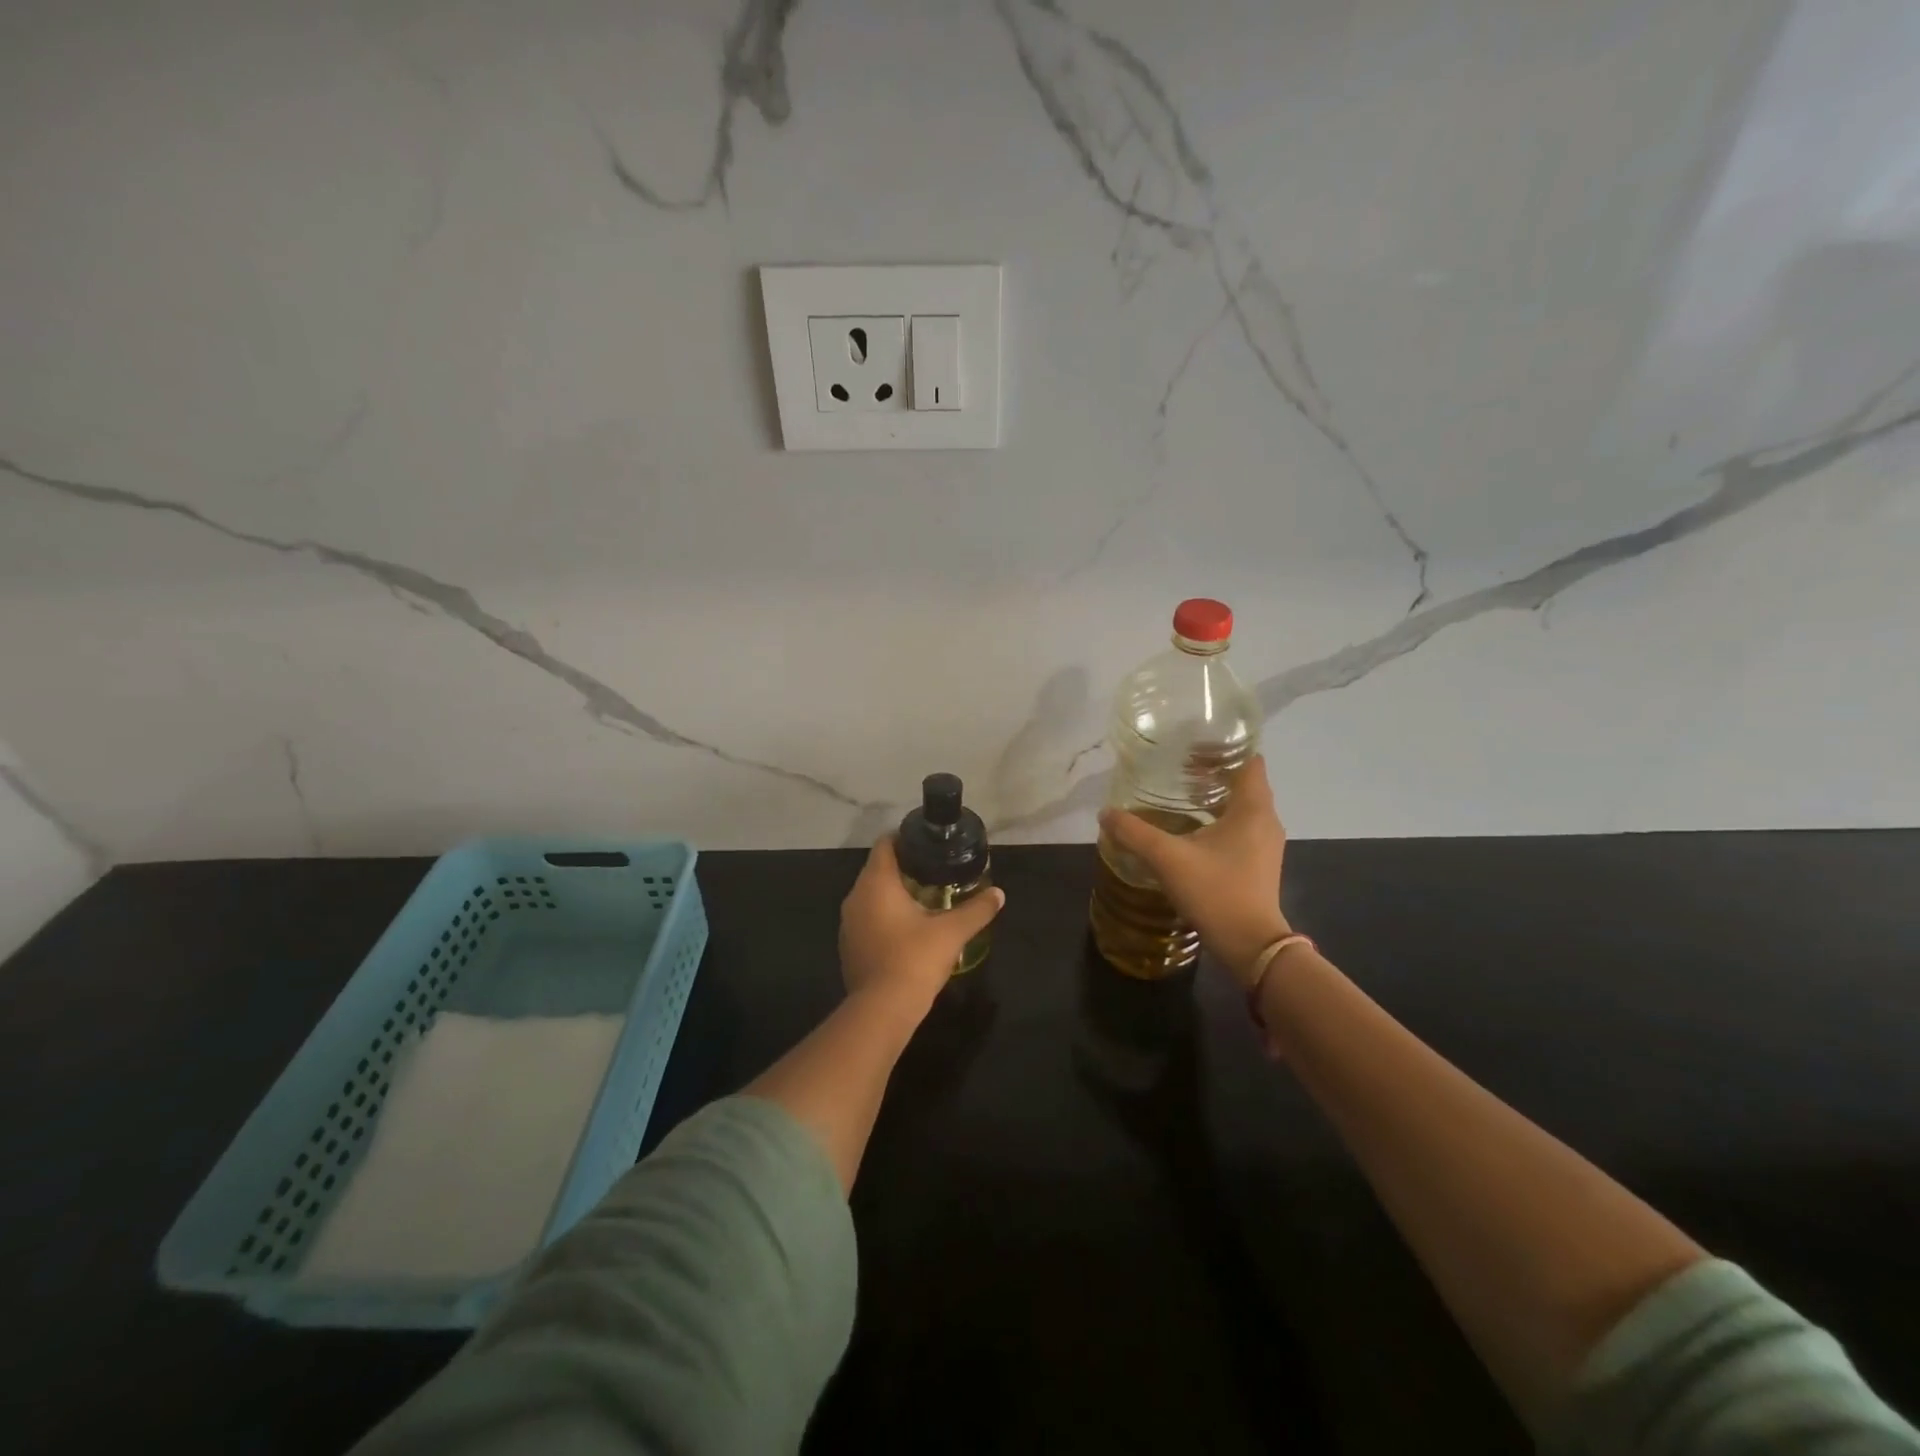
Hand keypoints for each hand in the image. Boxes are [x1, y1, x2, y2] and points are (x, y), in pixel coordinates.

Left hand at [840, 837, 1006, 1022]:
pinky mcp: (849, 946)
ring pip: (871, 896)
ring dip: (893, 895)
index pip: (885, 844)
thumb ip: (977, 909)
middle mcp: (855, 896)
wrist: (882, 1011)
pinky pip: (867, 919)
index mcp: (876, 883)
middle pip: (878, 869)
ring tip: (925, 899)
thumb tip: (999, 894)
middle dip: (904, 868)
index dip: (905, 839)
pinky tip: (907, 930)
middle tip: (935, 872)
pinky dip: (884, 917)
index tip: (928, 845)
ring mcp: (848, 923)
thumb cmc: (915, 959)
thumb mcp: (952, 932)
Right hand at [1098, 756, 1288, 986]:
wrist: (1251, 945)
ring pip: (1242, 806)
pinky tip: (1189, 829)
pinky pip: (1240, 827)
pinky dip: (1218, 819)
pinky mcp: (1258, 863)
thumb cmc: (1216, 892)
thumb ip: (1134, 833)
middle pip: (1244, 782)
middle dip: (1212, 771)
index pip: (1249, 760)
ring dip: (1214, 797)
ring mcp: (1265, 844)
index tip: (1192, 745)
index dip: (1224, 748)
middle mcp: (1265, 821)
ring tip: (1179, 794)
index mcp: (1253, 809)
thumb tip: (1106, 813)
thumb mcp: (1168, 859)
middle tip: (1176, 767)